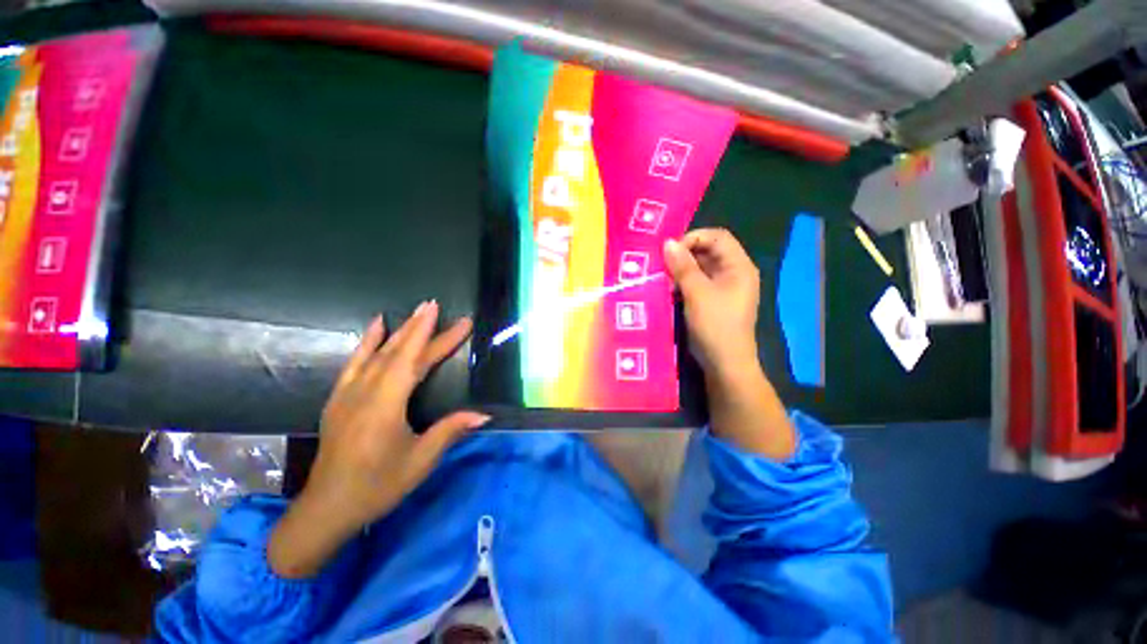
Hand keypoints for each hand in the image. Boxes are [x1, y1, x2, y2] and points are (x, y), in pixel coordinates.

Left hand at [269, 301, 489, 577]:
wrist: (327, 508)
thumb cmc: (377, 486)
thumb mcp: (420, 461)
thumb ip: (450, 431)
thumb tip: (484, 414)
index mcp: (386, 404)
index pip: (417, 361)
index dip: (440, 339)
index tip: (459, 321)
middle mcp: (366, 391)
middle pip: (399, 352)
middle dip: (420, 327)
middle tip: (435, 305)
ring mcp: (348, 393)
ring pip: (377, 353)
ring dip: (399, 329)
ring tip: (415, 311)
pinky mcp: (339, 398)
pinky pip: (354, 362)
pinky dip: (367, 341)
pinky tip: (375, 326)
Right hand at [662, 228, 760, 375]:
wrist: (724, 363)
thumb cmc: (715, 324)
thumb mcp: (697, 292)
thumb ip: (682, 266)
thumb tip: (667, 242)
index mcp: (738, 266)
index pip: (718, 237)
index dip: (694, 238)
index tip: (670, 250)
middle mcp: (733, 273)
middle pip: (708, 251)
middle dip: (684, 254)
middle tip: (662, 263)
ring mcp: (723, 288)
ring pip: (700, 267)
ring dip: (681, 269)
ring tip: (662, 275)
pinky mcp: (712, 300)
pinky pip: (697, 283)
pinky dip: (683, 282)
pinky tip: (668, 288)